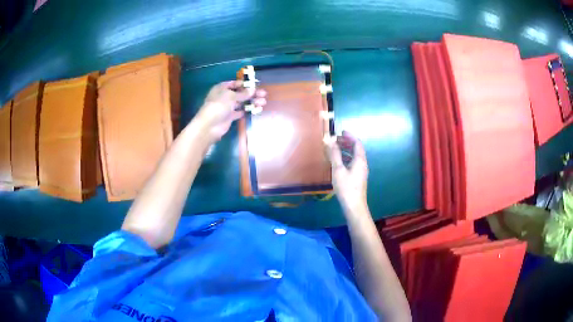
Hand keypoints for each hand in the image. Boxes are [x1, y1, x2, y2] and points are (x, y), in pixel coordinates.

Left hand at [196, 81, 265, 140]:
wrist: (210, 126)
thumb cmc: (218, 106)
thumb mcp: (231, 96)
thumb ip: (243, 93)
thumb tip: (253, 90)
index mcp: (222, 88)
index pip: (234, 83)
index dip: (245, 84)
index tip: (255, 85)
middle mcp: (224, 96)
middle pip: (240, 93)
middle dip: (252, 94)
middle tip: (264, 94)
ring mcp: (227, 107)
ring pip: (241, 103)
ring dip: (252, 102)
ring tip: (263, 103)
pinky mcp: (230, 117)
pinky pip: (240, 112)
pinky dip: (248, 110)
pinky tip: (257, 109)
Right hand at [325, 131, 368, 212]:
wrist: (354, 206)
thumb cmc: (346, 187)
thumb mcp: (338, 169)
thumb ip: (335, 155)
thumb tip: (331, 141)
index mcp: (360, 160)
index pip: (357, 143)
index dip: (350, 136)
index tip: (341, 132)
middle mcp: (362, 164)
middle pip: (356, 149)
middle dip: (347, 143)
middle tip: (336, 140)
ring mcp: (361, 171)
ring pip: (354, 156)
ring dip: (346, 150)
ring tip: (335, 149)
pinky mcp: (357, 177)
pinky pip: (352, 163)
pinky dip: (345, 158)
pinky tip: (337, 162)